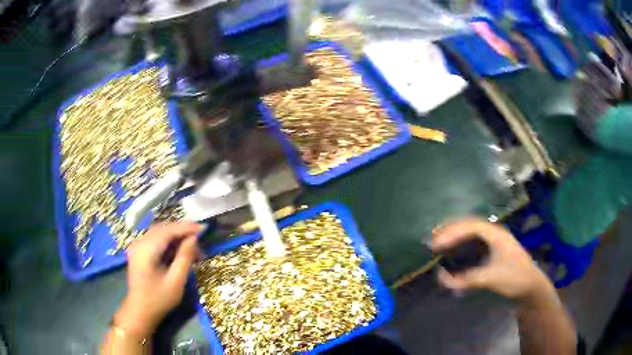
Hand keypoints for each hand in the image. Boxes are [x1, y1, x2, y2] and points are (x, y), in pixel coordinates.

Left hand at [114, 222, 202, 337]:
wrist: (140, 311)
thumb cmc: (159, 300)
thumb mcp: (176, 282)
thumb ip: (185, 258)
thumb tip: (194, 239)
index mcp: (146, 250)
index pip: (168, 231)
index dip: (186, 228)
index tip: (204, 228)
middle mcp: (139, 243)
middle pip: (163, 228)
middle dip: (182, 230)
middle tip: (200, 235)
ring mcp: (137, 246)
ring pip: (159, 232)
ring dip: (175, 234)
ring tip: (192, 241)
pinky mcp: (138, 251)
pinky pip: (155, 238)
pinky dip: (168, 239)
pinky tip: (178, 246)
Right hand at [432, 218, 553, 304]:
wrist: (531, 288)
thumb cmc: (515, 279)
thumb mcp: (491, 278)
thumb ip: (466, 279)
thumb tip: (441, 278)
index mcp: (496, 234)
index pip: (470, 226)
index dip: (451, 233)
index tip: (436, 244)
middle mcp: (494, 233)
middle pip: (469, 225)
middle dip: (450, 231)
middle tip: (433, 240)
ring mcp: (494, 242)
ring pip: (471, 233)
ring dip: (455, 237)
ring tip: (439, 242)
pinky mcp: (493, 252)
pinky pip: (474, 243)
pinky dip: (461, 246)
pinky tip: (454, 252)